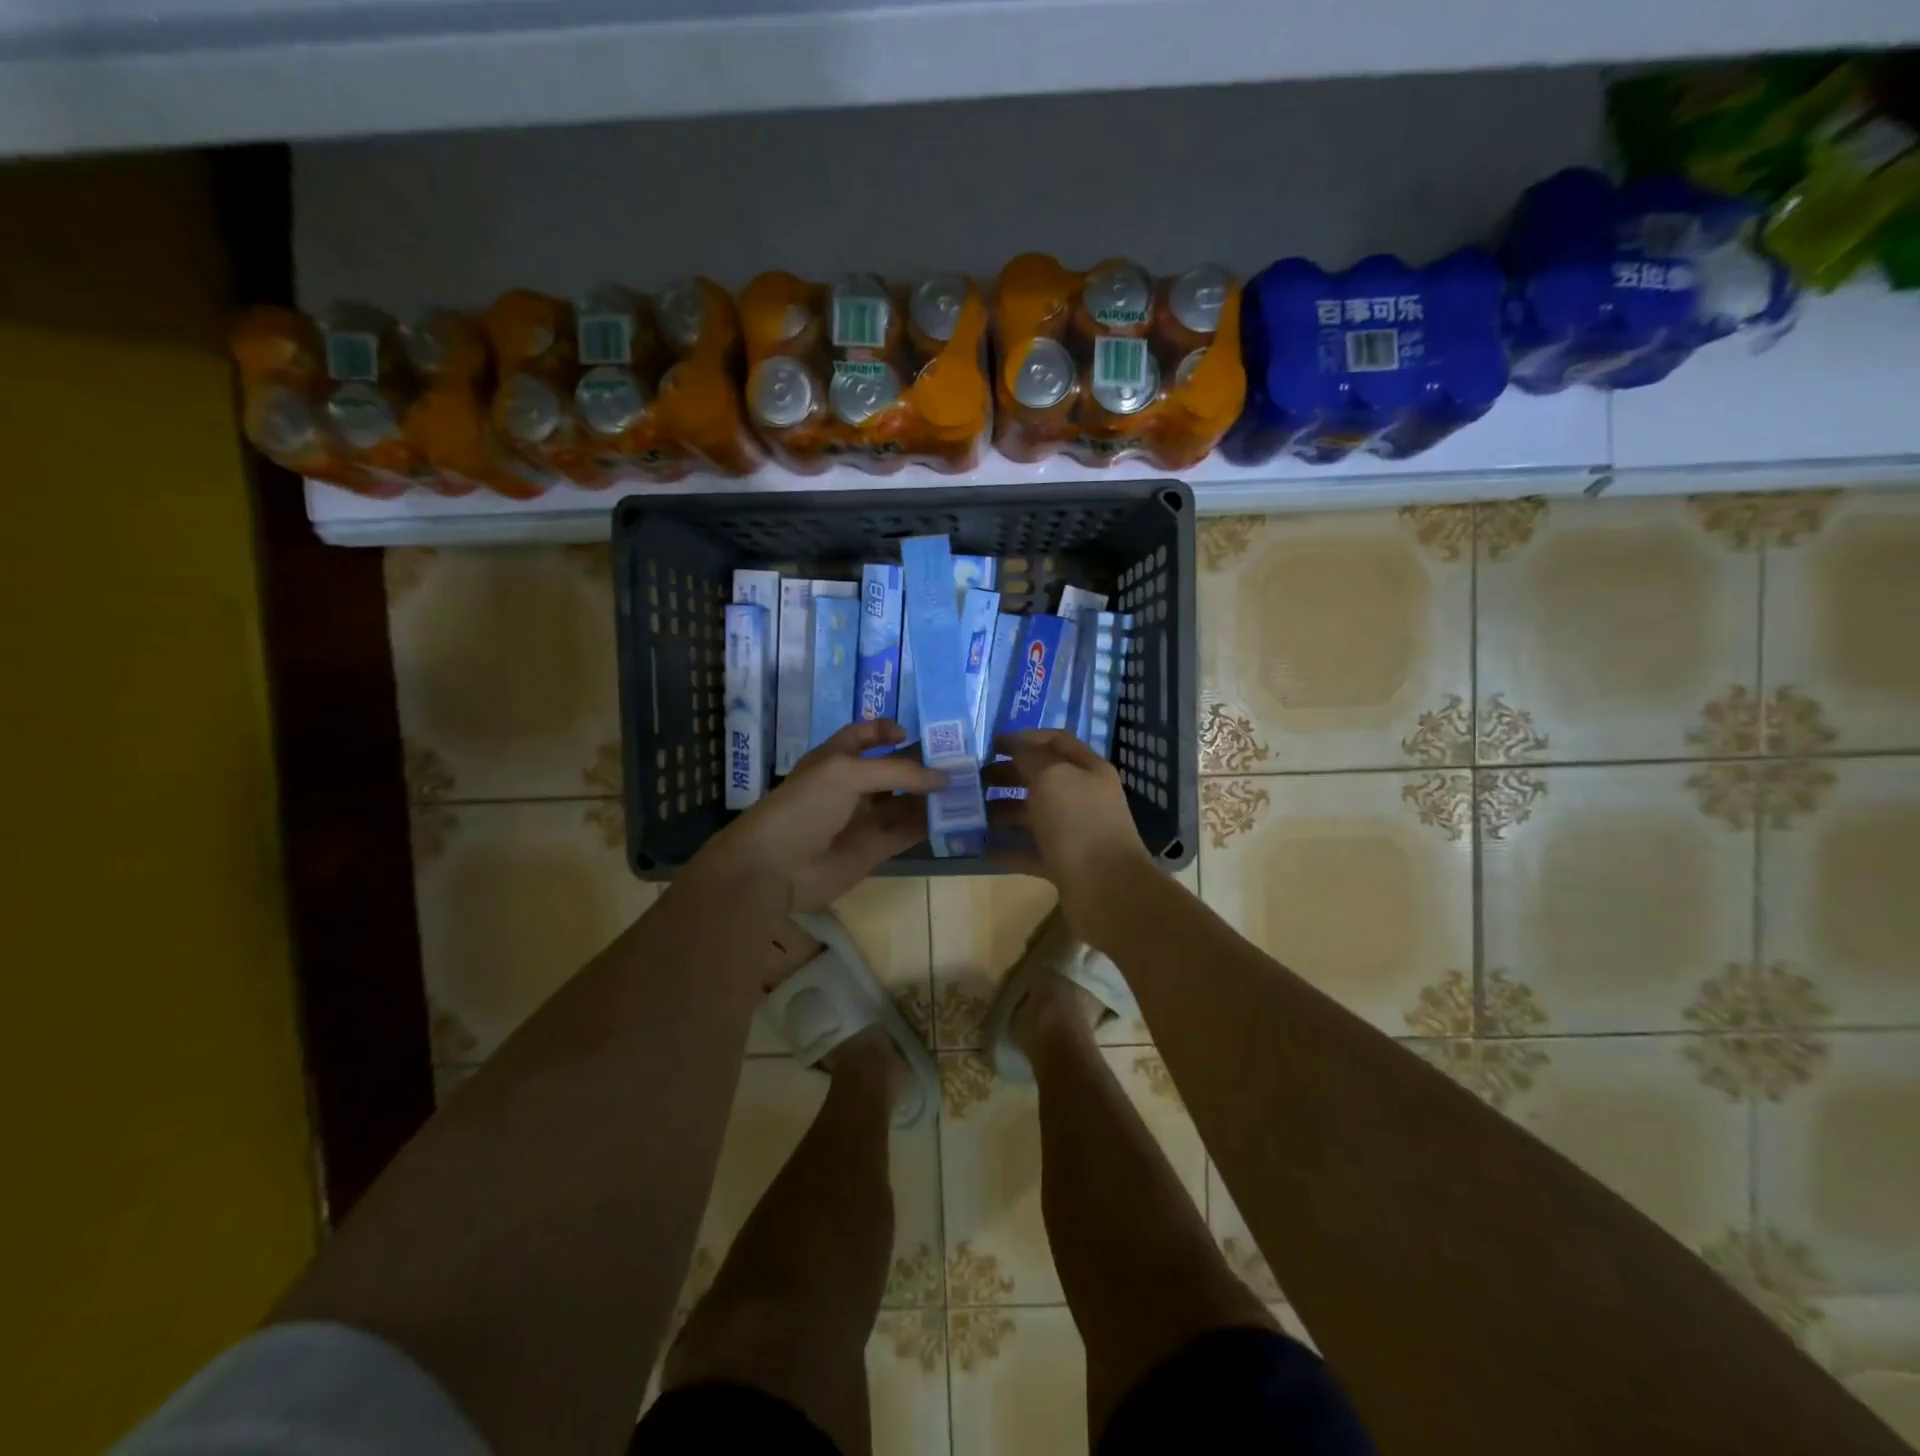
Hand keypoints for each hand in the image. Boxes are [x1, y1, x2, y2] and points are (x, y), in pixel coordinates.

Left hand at [693, 719, 947, 918]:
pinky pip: (908, 831)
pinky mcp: (876, 848)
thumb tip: (944, 777)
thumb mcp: (846, 773)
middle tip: (963, 761)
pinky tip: (956, 816)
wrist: (775, 866)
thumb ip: (897, 771)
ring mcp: (865, 818)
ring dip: (933, 795)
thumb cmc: (805, 806)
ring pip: (906, 800)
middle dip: (924, 763)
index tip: (912, 734)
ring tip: (970, 787)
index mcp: (837, 758)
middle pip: (894, 769)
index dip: (886, 730)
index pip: (863, 736)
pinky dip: (930, 824)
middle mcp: (853, 785)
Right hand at [984, 730, 1155, 940]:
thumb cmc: (1078, 822)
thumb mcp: (1051, 777)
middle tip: (974, 780)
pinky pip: (1030, 850)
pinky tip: (981, 848)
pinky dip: (1007, 848)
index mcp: (1088, 769)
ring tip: (972, 813)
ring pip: (1033, 814)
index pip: (1055, 741)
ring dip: (1003, 811)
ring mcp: (1075, 832)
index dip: (1024, 737)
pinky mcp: (1064, 863)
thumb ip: (1029, 757)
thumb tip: (1015, 746)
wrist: (1107, 889)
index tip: (990, 744)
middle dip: (1008, 775)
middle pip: (1042, 778)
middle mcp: (1083, 797)